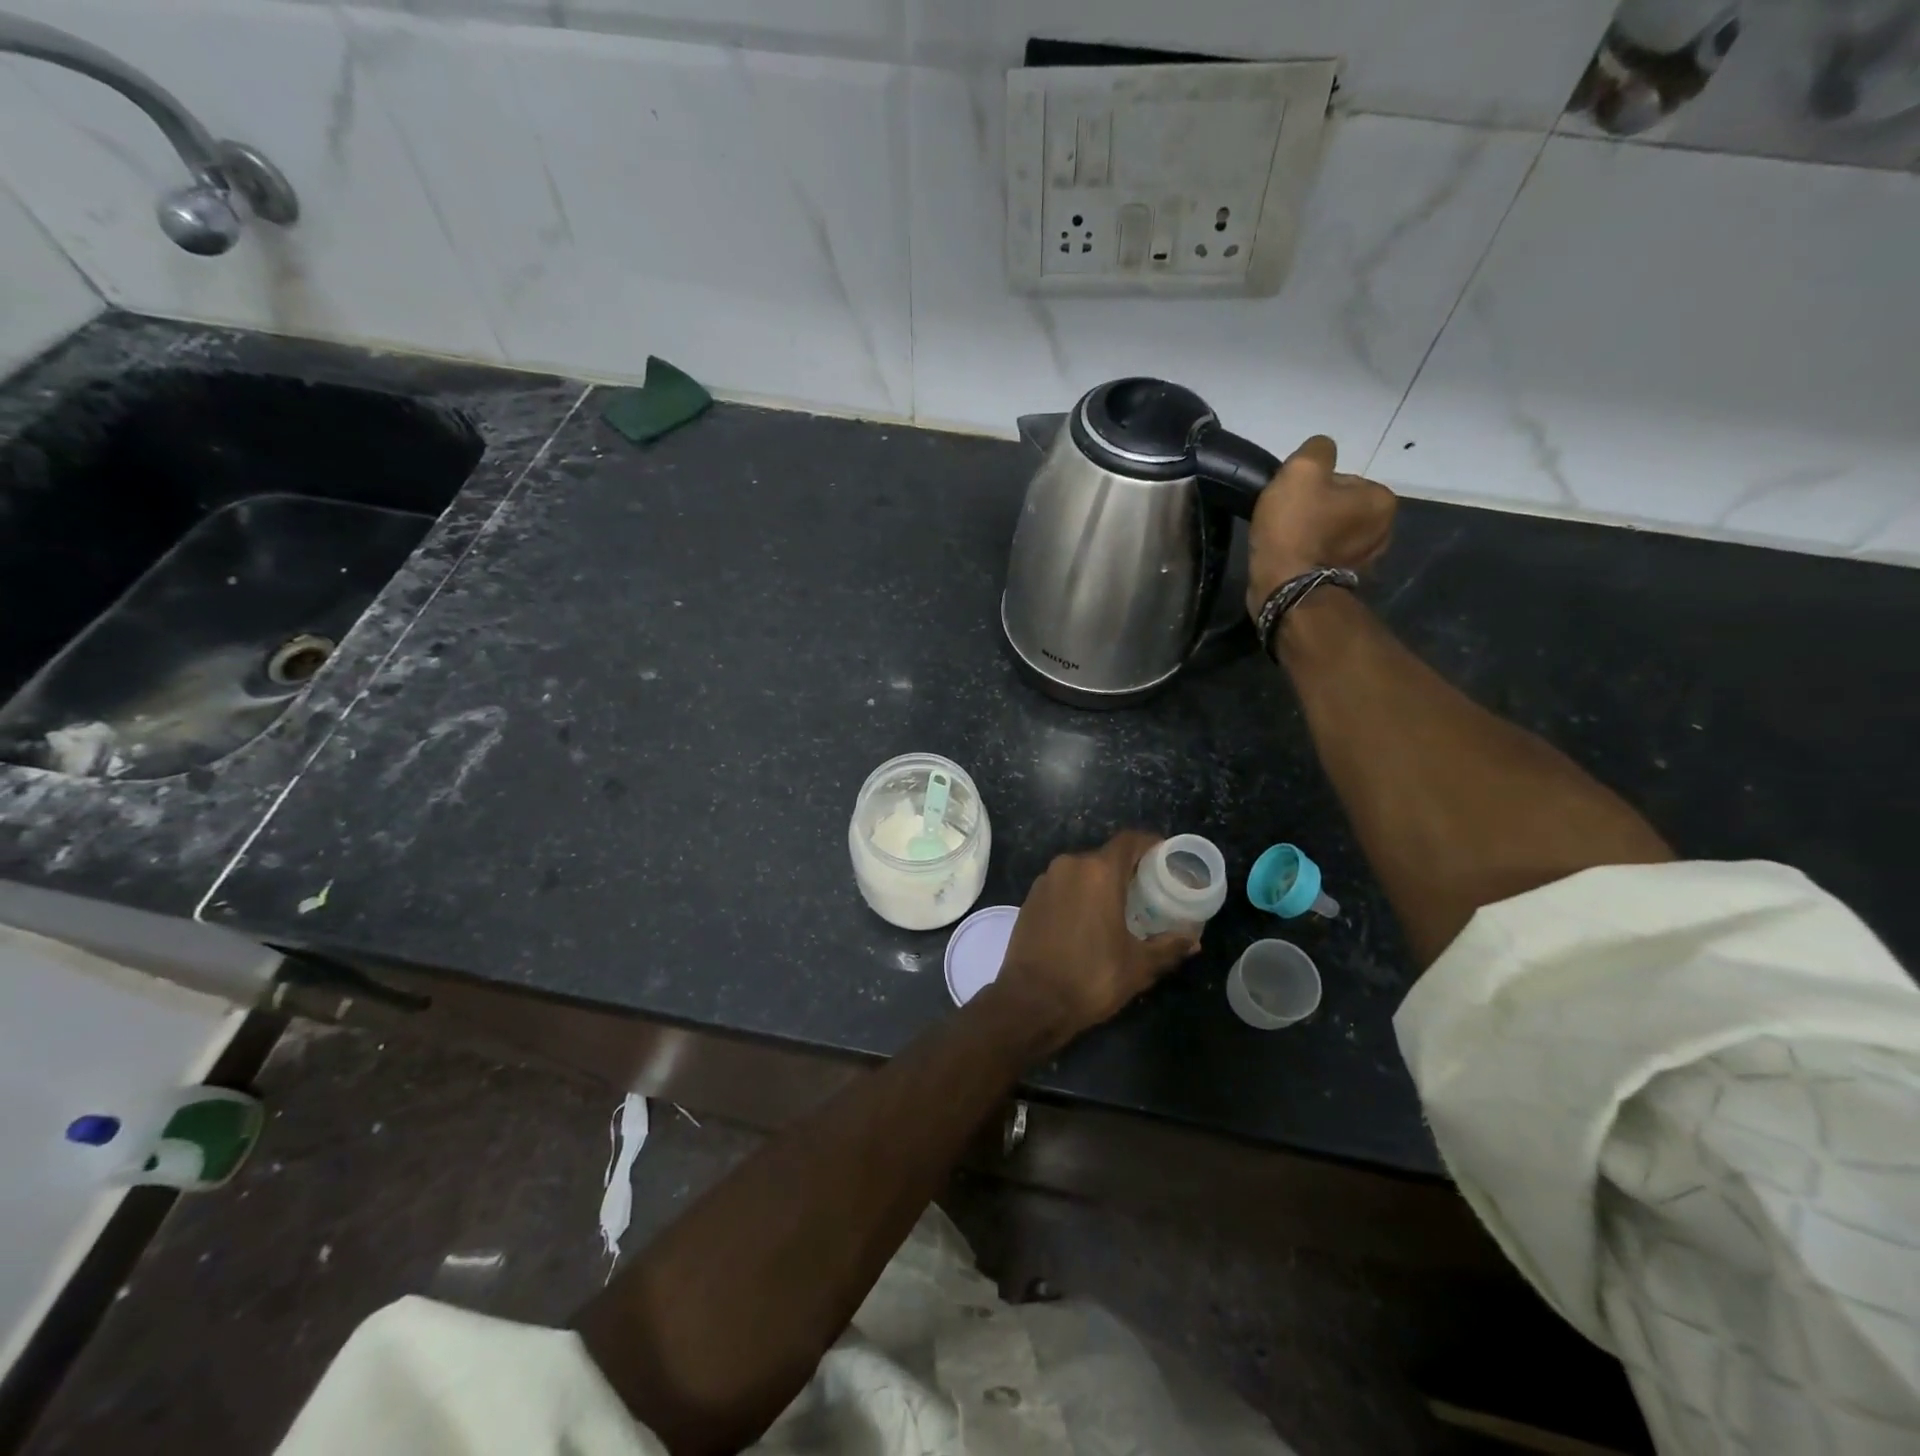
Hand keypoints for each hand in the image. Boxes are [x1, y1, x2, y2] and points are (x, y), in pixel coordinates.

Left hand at [990, 831, 1198, 1053]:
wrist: (1031, 1001)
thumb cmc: (1091, 977)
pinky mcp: (1030, 898)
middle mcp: (1070, 866)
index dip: (1149, 844)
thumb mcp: (1138, 966)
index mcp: (1099, 872)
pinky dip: (1078, 894)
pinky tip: (1088, 920)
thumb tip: (1193, 940)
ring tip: (1119, 908)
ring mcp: (1046, 881)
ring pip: (1081, 871)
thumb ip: (1168, 947)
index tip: (1165, 858)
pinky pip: (1062, 886)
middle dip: (1127, 870)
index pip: (1129, 841)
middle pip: (1105, 856)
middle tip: (1147, 891)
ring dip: (1100, 883)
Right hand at [1245, 435, 1397, 617]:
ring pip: (1331, 533)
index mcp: (1381, 500)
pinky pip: (1324, 558)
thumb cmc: (1296, 527)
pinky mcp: (1342, 583)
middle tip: (1286, 521)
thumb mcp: (1302, 470)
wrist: (1284, 588)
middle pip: (1339, 506)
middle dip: (1314, 511)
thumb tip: (1321, 452)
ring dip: (1312, 534)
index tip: (1292, 500)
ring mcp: (1365, 561)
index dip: (1311, 486)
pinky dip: (1310, 557)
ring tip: (1285, 542)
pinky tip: (1292, 559)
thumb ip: (1317, 449)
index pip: (1342, 479)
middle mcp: (1384, 530)